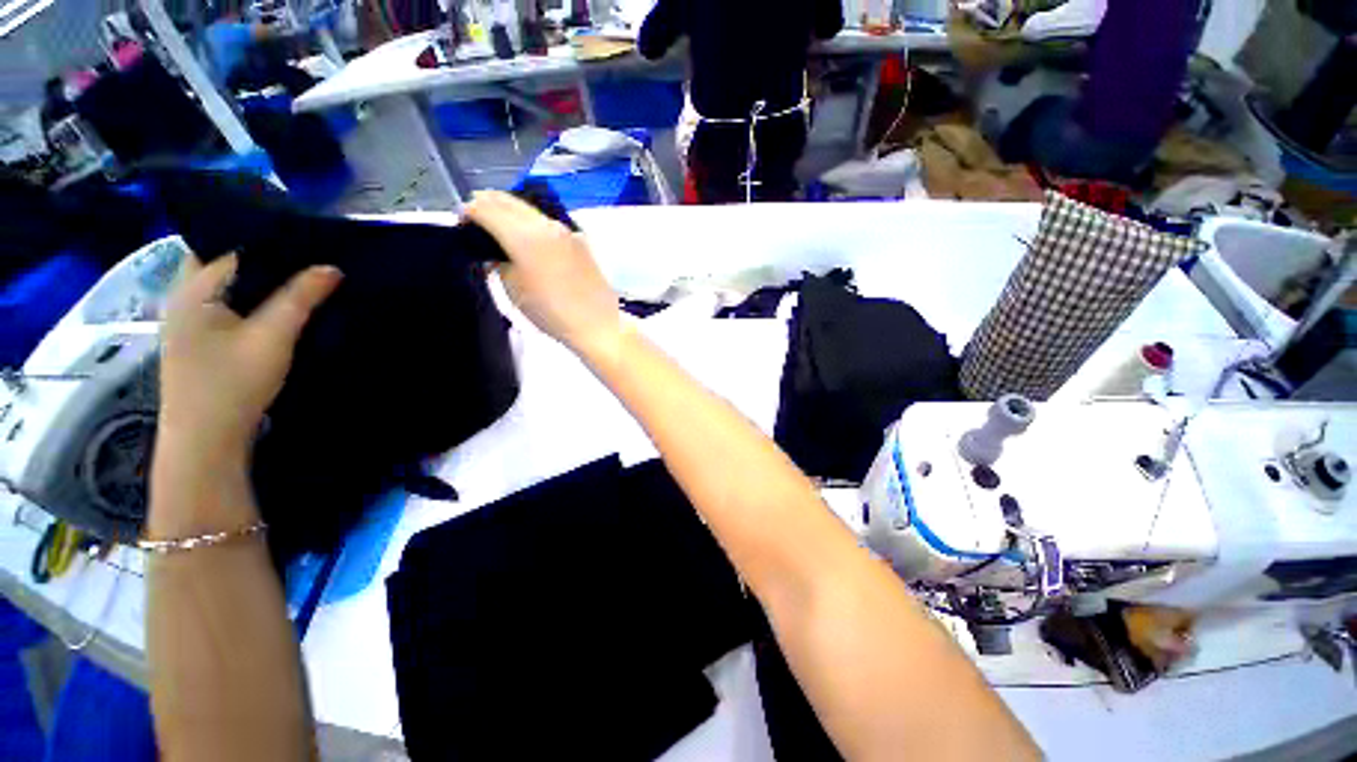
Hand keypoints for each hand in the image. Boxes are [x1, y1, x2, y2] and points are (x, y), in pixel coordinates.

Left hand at [157, 255, 341, 472]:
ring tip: (298, 276)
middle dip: (263, 257)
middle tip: (307, 256)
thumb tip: (331, 267)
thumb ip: (300, 298)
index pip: (231, 245)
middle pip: (224, 262)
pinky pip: (226, 303)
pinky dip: (250, 298)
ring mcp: (187, 319)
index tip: (309, 238)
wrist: (205, 439)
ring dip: (257, 279)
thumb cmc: (232, 384)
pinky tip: (275, 306)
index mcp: (193, 288)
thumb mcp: (273, 337)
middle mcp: (184, 296)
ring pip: (226, 284)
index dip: (269, 239)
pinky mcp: (198, 339)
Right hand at [464, 191, 623, 358]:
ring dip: (510, 212)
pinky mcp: (581, 241)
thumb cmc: (551, 313)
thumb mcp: (513, 290)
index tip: (462, 223)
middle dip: (487, 204)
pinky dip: (532, 224)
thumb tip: (494, 253)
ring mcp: (567, 231)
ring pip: (530, 209)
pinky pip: (549, 223)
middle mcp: (546, 225)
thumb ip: (498, 264)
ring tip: (501, 228)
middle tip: (476, 219)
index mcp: (524, 236)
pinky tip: (530, 241)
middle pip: (508, 201)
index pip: (486, 208)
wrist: (597, 324)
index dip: (468, 212)